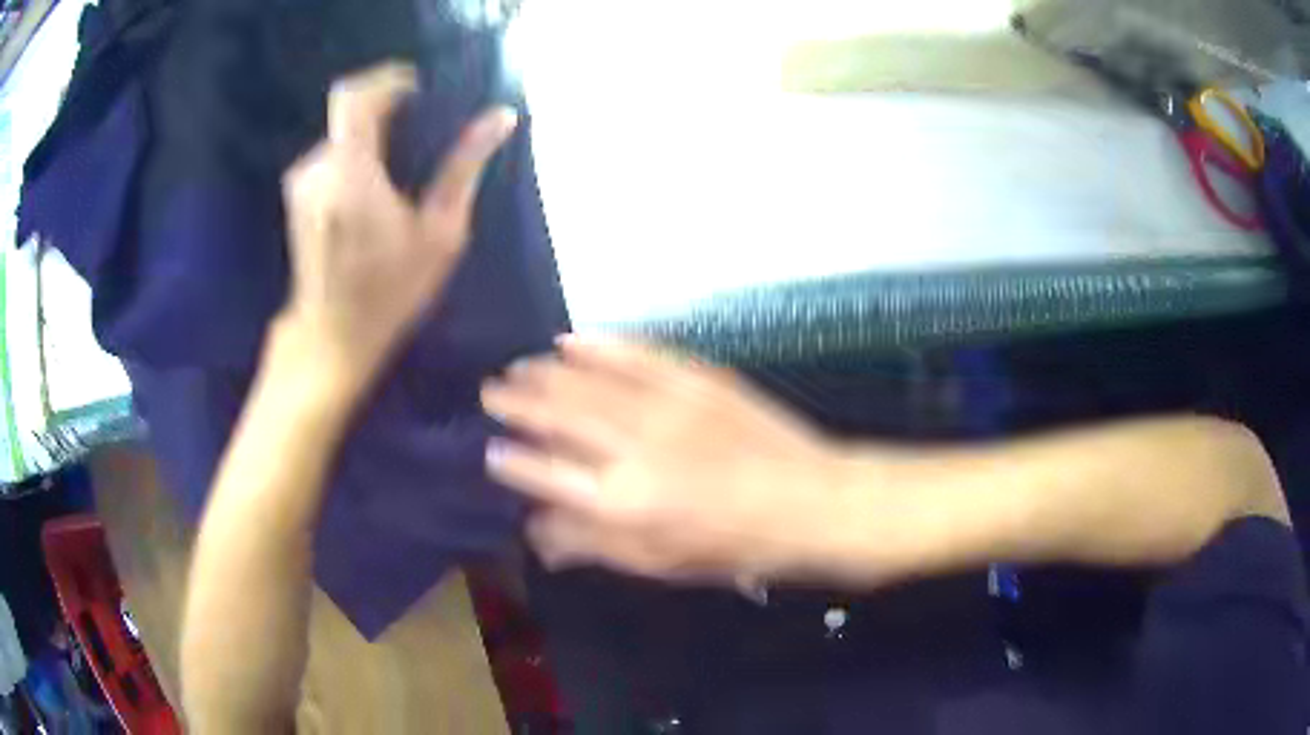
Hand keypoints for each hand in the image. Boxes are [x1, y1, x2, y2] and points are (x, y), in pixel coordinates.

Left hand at [280, 63, 517, 393]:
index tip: (418, 90)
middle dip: (387, 115)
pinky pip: (331, 157)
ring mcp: (301, 182)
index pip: (356, 96)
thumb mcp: (440, 234)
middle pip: (353, 114)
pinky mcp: (296, 196)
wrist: (330, 338)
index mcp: (351, 172)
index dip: (387, 80)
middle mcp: (318, 167)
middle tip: (419, 140)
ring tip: (399, 175)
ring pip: (343, 136)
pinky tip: (373, 195)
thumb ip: (465, 167)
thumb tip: (501, 117)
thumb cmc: (389, 292)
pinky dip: (355, 160)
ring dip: (371, 141)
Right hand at [482, 338, 857, 583]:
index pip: (545, 473)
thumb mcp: (658, 563)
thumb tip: (536, 531)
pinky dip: (601, 345)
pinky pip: (636, 354)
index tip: (490, 449)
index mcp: (621, 501)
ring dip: (547, 372)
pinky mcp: (696, 378)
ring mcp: (666, 404)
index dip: (512, 461)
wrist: (806, 500)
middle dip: (518, 402)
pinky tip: (573, 340)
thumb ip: (591, 545)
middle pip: (558, 415)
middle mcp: (634, 446)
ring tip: (520, 367)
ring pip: (588, 380)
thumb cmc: (730, 545)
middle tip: (493, 392)